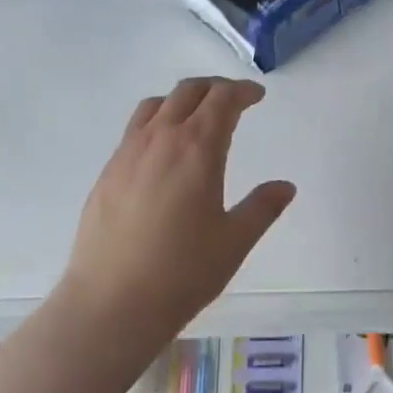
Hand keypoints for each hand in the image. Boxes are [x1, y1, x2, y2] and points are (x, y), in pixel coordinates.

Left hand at [60, 77, 296, 327]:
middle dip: (214, 88)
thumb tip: (285, 187)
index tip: (257, 96)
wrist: (110, 304)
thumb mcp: (234, 241)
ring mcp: (127, 154)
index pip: (222, 100)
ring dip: (182, 100)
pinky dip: (157, 122)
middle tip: (233, 100)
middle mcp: (160, 139)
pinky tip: (164, 153)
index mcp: (197, 149)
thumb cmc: (182, 273)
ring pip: (155, 105)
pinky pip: (135, 129)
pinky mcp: (107, 173)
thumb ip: (262, 208)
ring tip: (197, 117)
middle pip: (187, 92)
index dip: (242, 91)